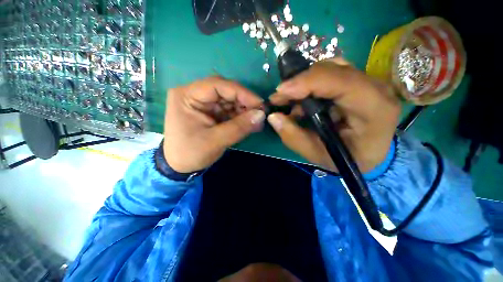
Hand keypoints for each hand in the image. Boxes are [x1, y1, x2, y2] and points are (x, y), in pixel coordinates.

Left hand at [164, 77, 264, 172]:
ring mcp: (203, 103)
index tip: (260, 104)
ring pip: (229, 100)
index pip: (218, 85)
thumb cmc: (191, 153)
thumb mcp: (215, 141)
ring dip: (244, 110)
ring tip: (257, 121)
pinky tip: (249, 123)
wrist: (179, 167)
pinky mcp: (210, 112)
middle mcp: (194, 95)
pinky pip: (228, 110)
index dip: (242, 93)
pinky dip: (240, 116)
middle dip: (244, 102)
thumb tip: (261, 115)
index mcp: (187, 96)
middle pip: (225, 91)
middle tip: (260, 113)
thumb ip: (239, 127)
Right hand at [268, 58, 400, 172]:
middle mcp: (376, 88)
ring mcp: (370, 81)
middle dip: (299, 82)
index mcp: (374, 109)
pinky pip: (331, 73)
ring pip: (330, 68)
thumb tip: (273, 117)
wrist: (371, 153)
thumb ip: (294, 137)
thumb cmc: (348, 159)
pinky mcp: (359, 81)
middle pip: (333, 70)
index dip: (307, 82)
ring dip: (304, 83)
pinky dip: (311, 84)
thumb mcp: (318, 155)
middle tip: (279, 98)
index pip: (341, 82)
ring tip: (290, 101)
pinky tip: (304, 99)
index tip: (279, 92)